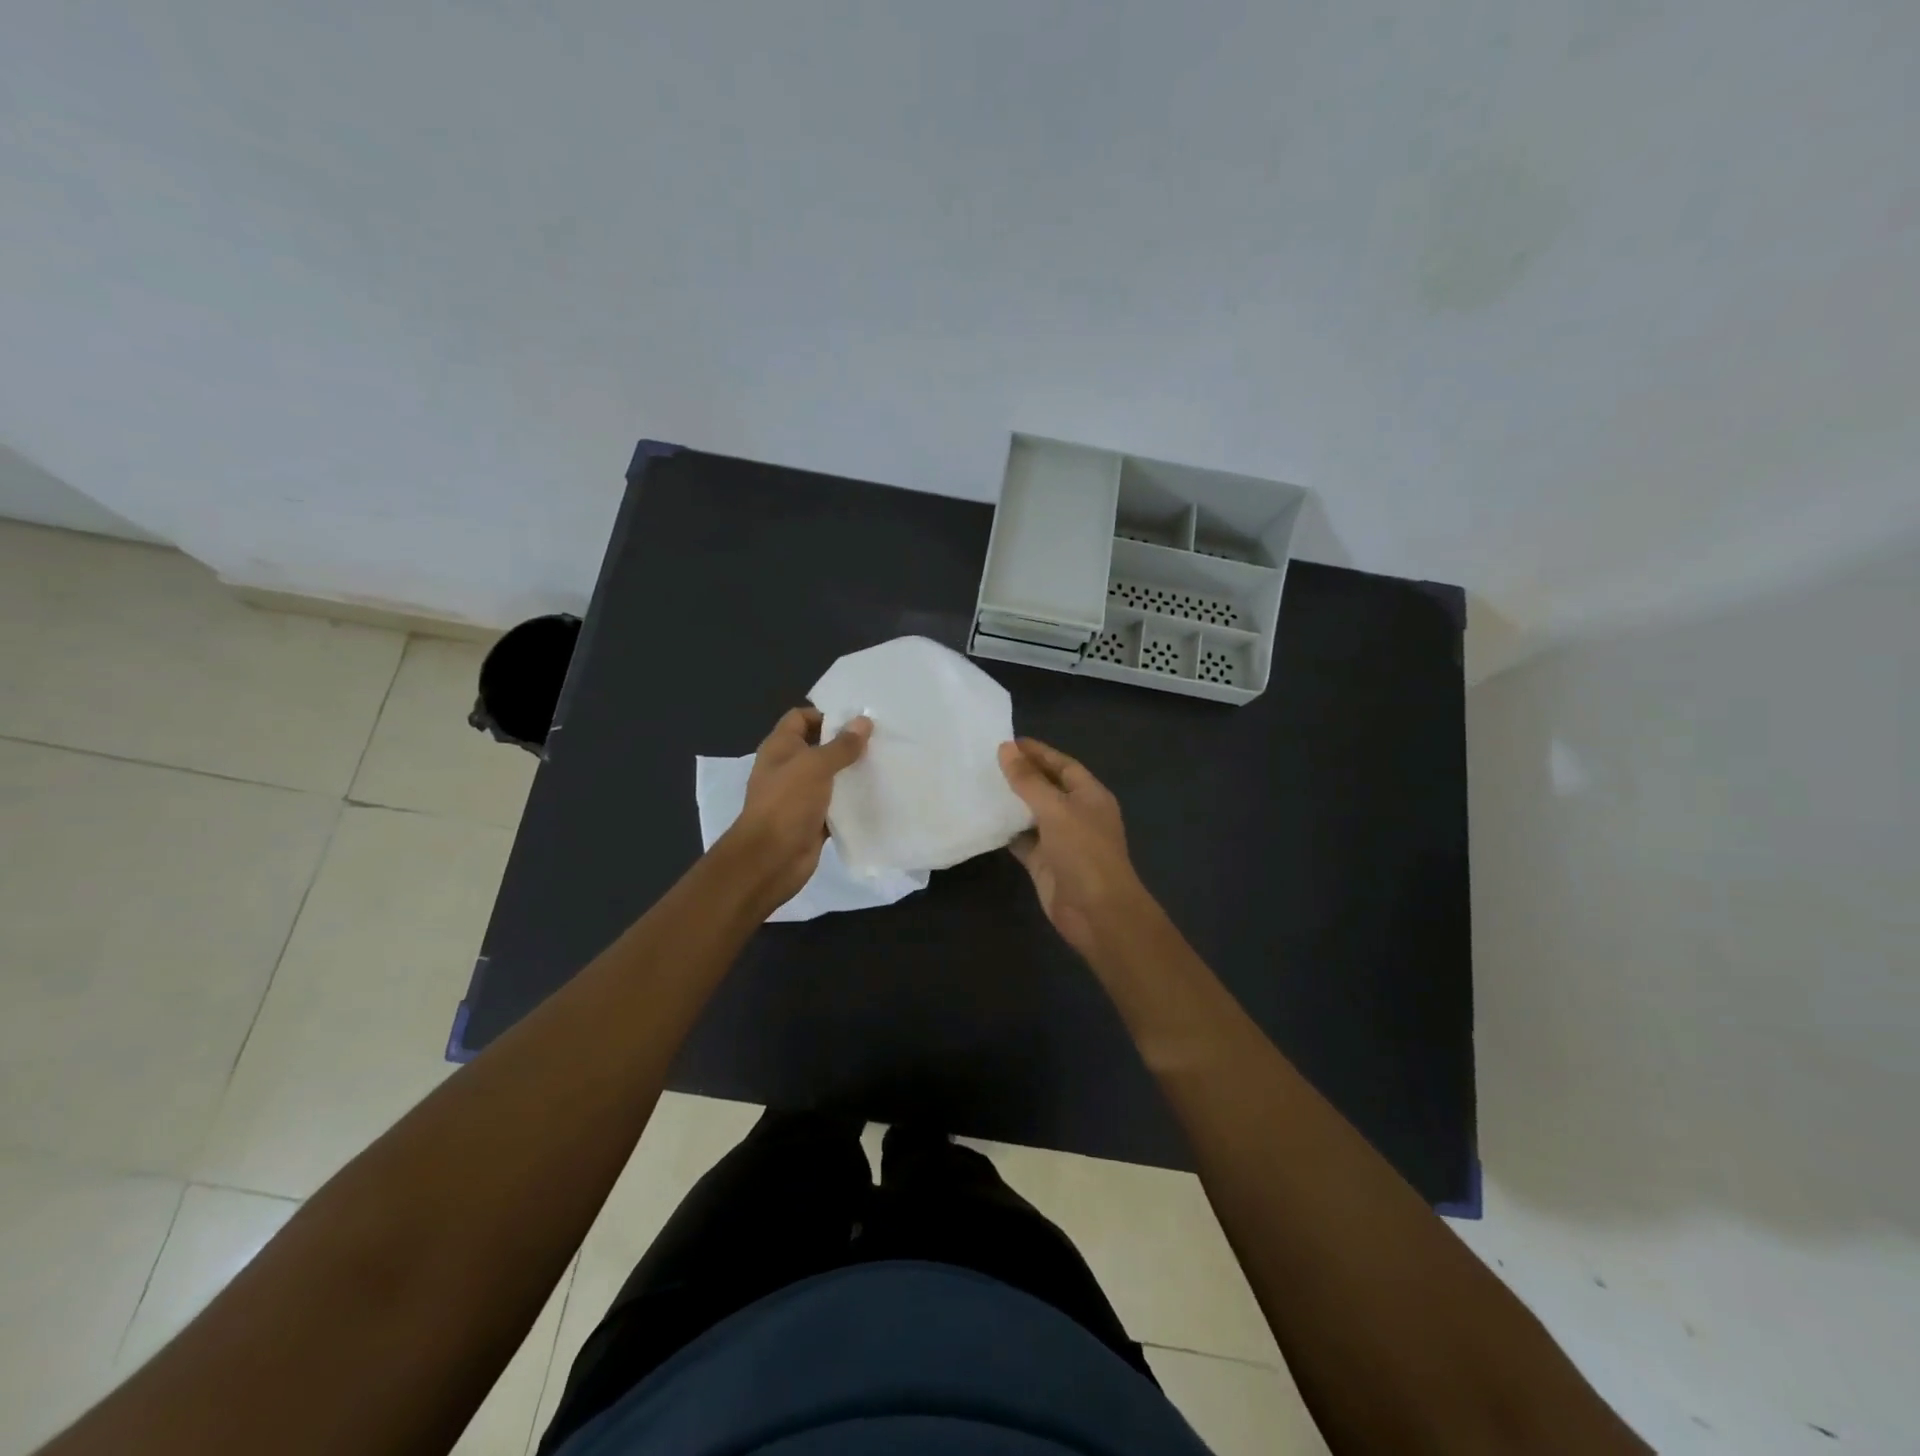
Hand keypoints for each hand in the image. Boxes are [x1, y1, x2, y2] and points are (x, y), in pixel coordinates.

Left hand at [724, 708, 870, 907]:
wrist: (770, 859)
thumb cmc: (787, 804)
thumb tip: (864, 721)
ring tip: (884, 765)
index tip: (858, 721)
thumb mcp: (815, 767)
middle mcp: (788, 768)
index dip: (826, 714)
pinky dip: (852, 801)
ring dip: (852, 773)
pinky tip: (877, 796)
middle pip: (819, 747)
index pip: (801, 718)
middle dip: (846, 743)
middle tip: (880, 740)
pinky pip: (836, 805)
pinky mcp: (813, 820)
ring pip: (830, 777)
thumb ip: (841, 745)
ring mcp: (800, 796)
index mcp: (780, 748)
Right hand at [997, 737, 1152, 961]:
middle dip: (1021, 775)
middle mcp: (1077, 814)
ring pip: (1032, 814)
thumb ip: (1029, 780)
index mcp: (1090, 795)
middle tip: (985, 761)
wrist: (1096, 912)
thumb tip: (1006, 748)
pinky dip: (1006, 831)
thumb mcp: (1056, 809)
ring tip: (979, 785)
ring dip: (1010, 802)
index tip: (1006, 741)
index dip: (1037, 752)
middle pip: (1046, 787)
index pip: (1062, 764)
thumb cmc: (1084, 852)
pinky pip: (1022, 840)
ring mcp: (1061, 840)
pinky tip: (983, 819)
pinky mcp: (1045, 862)